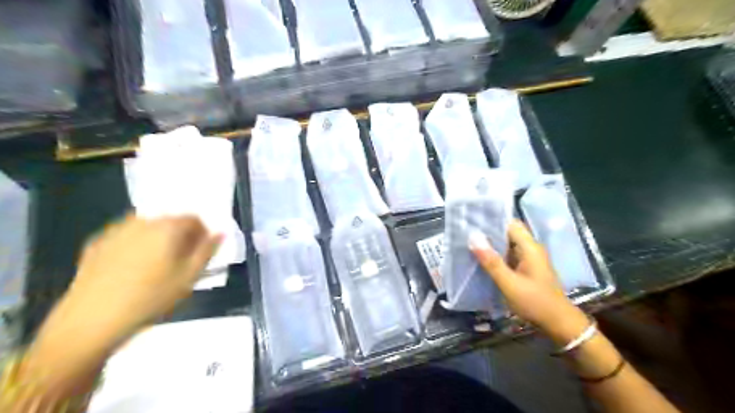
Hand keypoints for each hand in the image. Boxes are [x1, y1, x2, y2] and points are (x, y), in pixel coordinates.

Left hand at [41, 217, 219, 347]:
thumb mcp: (190, 277)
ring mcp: (116, 231)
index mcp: (167, 228)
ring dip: (158, 238)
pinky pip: (126, 236)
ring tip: (157, 264)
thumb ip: (208, 251)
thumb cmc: (151, 298)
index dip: (202, 233)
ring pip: (147, 227)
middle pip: (170, 220)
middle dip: (180, 235)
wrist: (92, 320)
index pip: (194, 218)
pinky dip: (136, 244)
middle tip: (181, 259)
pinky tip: (132, 267)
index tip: (201, 252)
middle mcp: (142, 222)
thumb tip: (221, 232)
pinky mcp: (97, 244)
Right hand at [473, 221, 589, 342]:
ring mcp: (529, 259)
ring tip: (468, 243)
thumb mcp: (509, 283)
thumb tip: (473, 238)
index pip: (510, 224)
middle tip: (465, 232)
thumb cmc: (535, 302)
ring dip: (490, 244)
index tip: (471, 220)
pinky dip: (495, 255)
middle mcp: (530, 249)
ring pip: (507, 244)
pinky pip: (508, 255)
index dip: (491, 220)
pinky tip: (481, 259)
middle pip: (508, 232)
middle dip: (488, 232)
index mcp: (529, 247)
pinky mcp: (526, 268)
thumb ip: (491, 262)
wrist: (558, 324)